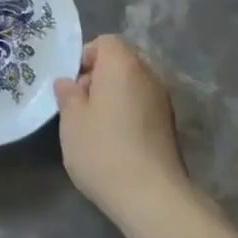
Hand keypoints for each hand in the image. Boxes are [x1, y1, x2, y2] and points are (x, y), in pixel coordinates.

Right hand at [54, 36, 190, 226]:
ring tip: (95, 128)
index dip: (86, 57)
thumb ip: (68, 95)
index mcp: (123, 65)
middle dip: (98, 78)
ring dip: (113, 98)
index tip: (73, 85)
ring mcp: (163, 101)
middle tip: (80, 107)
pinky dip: (128, 114)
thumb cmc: (103, 150)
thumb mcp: (72, 121)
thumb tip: (68, 82)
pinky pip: (142, 106)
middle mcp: (148, 75)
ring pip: (132, 86)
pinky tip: (115, 143)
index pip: (106, 42)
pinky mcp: (169, 126)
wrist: (152, 196)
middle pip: (121, 62)